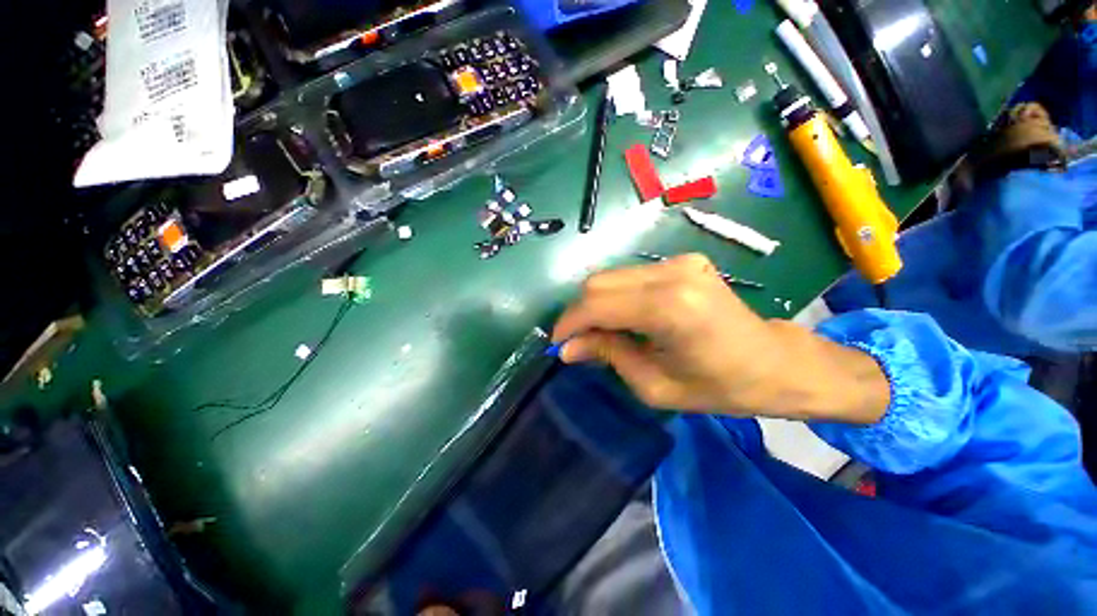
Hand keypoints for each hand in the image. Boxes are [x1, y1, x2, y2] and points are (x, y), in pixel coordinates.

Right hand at [552, 254, 888, 422]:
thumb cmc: (721, 387)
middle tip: (578, 341)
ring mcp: (680, 261)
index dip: (570, 322)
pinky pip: (631, 276)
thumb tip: (567, 348)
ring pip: (612, 276)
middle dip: (579, 312)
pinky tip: (623, 318)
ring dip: (596, 304)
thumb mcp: (656, 386)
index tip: (558, 342)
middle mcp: (673, 273)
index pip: (598, 304)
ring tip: (598, 332)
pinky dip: (616, 296)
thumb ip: (608, 356)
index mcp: (670, 308)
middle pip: (600, 282)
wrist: (775, 362)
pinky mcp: (683, 261)